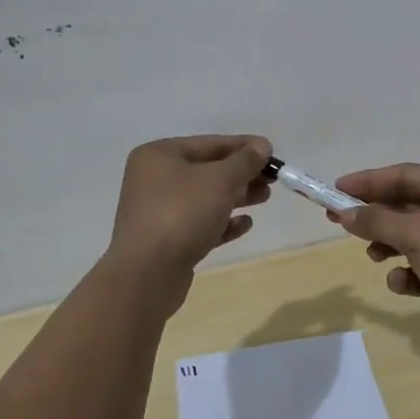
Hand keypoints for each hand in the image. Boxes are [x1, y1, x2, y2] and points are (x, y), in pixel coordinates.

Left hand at [107, 135, 272, 313]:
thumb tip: (262, 146)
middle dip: (241, 174)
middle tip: (272, 179)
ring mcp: (158, 211)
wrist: (146, 275)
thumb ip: (244, 161)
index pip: (209, 143)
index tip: (272, 152)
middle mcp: (154, 179)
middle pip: (207, 170)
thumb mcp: (220, 180)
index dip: (243, 146)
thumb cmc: (182, 214)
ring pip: (205, 198)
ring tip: (265, 198)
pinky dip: (222, 222)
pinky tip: (245, 224)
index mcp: (159, 155)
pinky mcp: (166, 241)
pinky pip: (199, 224)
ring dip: (236, 196)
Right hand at [331, 163, 419, 349]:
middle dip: (376, 216)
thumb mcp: (416, 235)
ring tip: (373, 256)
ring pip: (414, 235)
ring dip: (390, 244)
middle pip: (407, 204)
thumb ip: (378, 221)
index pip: (405, 174)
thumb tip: (345, 213)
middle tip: (339, 222)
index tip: (336, 190)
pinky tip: (401, 283)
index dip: (369, 181)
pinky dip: (410, 271)